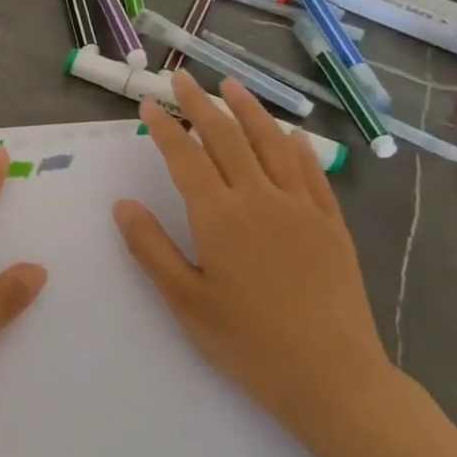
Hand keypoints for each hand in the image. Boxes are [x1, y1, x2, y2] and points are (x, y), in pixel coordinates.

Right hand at [112, 72, 399, 447]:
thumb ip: (151, 248)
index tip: (150, 103)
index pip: (185, 156)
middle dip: (201, 104)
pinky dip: (296, 146)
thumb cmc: (248, 343)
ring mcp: (301, 209)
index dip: (165, 126)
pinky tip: (289, 134)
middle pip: (227, 138)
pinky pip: (311, 172)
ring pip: (271, 145)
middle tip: (183, 79)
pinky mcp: (331, 224)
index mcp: (220, 217)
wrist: (333, 378)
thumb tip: (123, 204)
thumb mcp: (185, 302)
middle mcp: (260, 199)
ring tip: (232, 86)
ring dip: (249, 111)